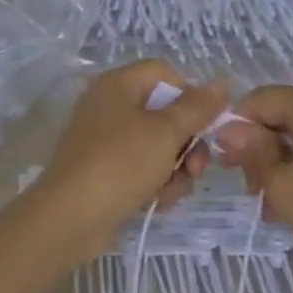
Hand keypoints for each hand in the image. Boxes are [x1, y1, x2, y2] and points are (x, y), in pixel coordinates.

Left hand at [28, 61, 225, 263]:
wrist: (70, 218)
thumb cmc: (120, 163)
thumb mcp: (166, 132)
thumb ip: (197, 107)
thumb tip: (222, 84)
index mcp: (118, 84)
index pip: (164, 74)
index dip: (190, 95)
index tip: (206, 123)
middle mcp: (109, 105)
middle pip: (163, 113)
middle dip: (187, 142)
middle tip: (196, 167)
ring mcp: (104, 140)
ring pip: (156, 145)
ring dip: (174, 168)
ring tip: (172, 190)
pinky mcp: (104, 171)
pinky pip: (140, 168)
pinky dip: (154, 183)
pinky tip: (157, 202)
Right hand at [216, 86, 292, 281]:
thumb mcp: (283, 185)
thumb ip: (252, 152)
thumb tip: (227, 130)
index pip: (259, 99)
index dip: (237, 127)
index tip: (227, 164)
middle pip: (280, 115)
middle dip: (259, 150)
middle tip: (251, 191)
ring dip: (279, 164)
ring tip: (271, 206)